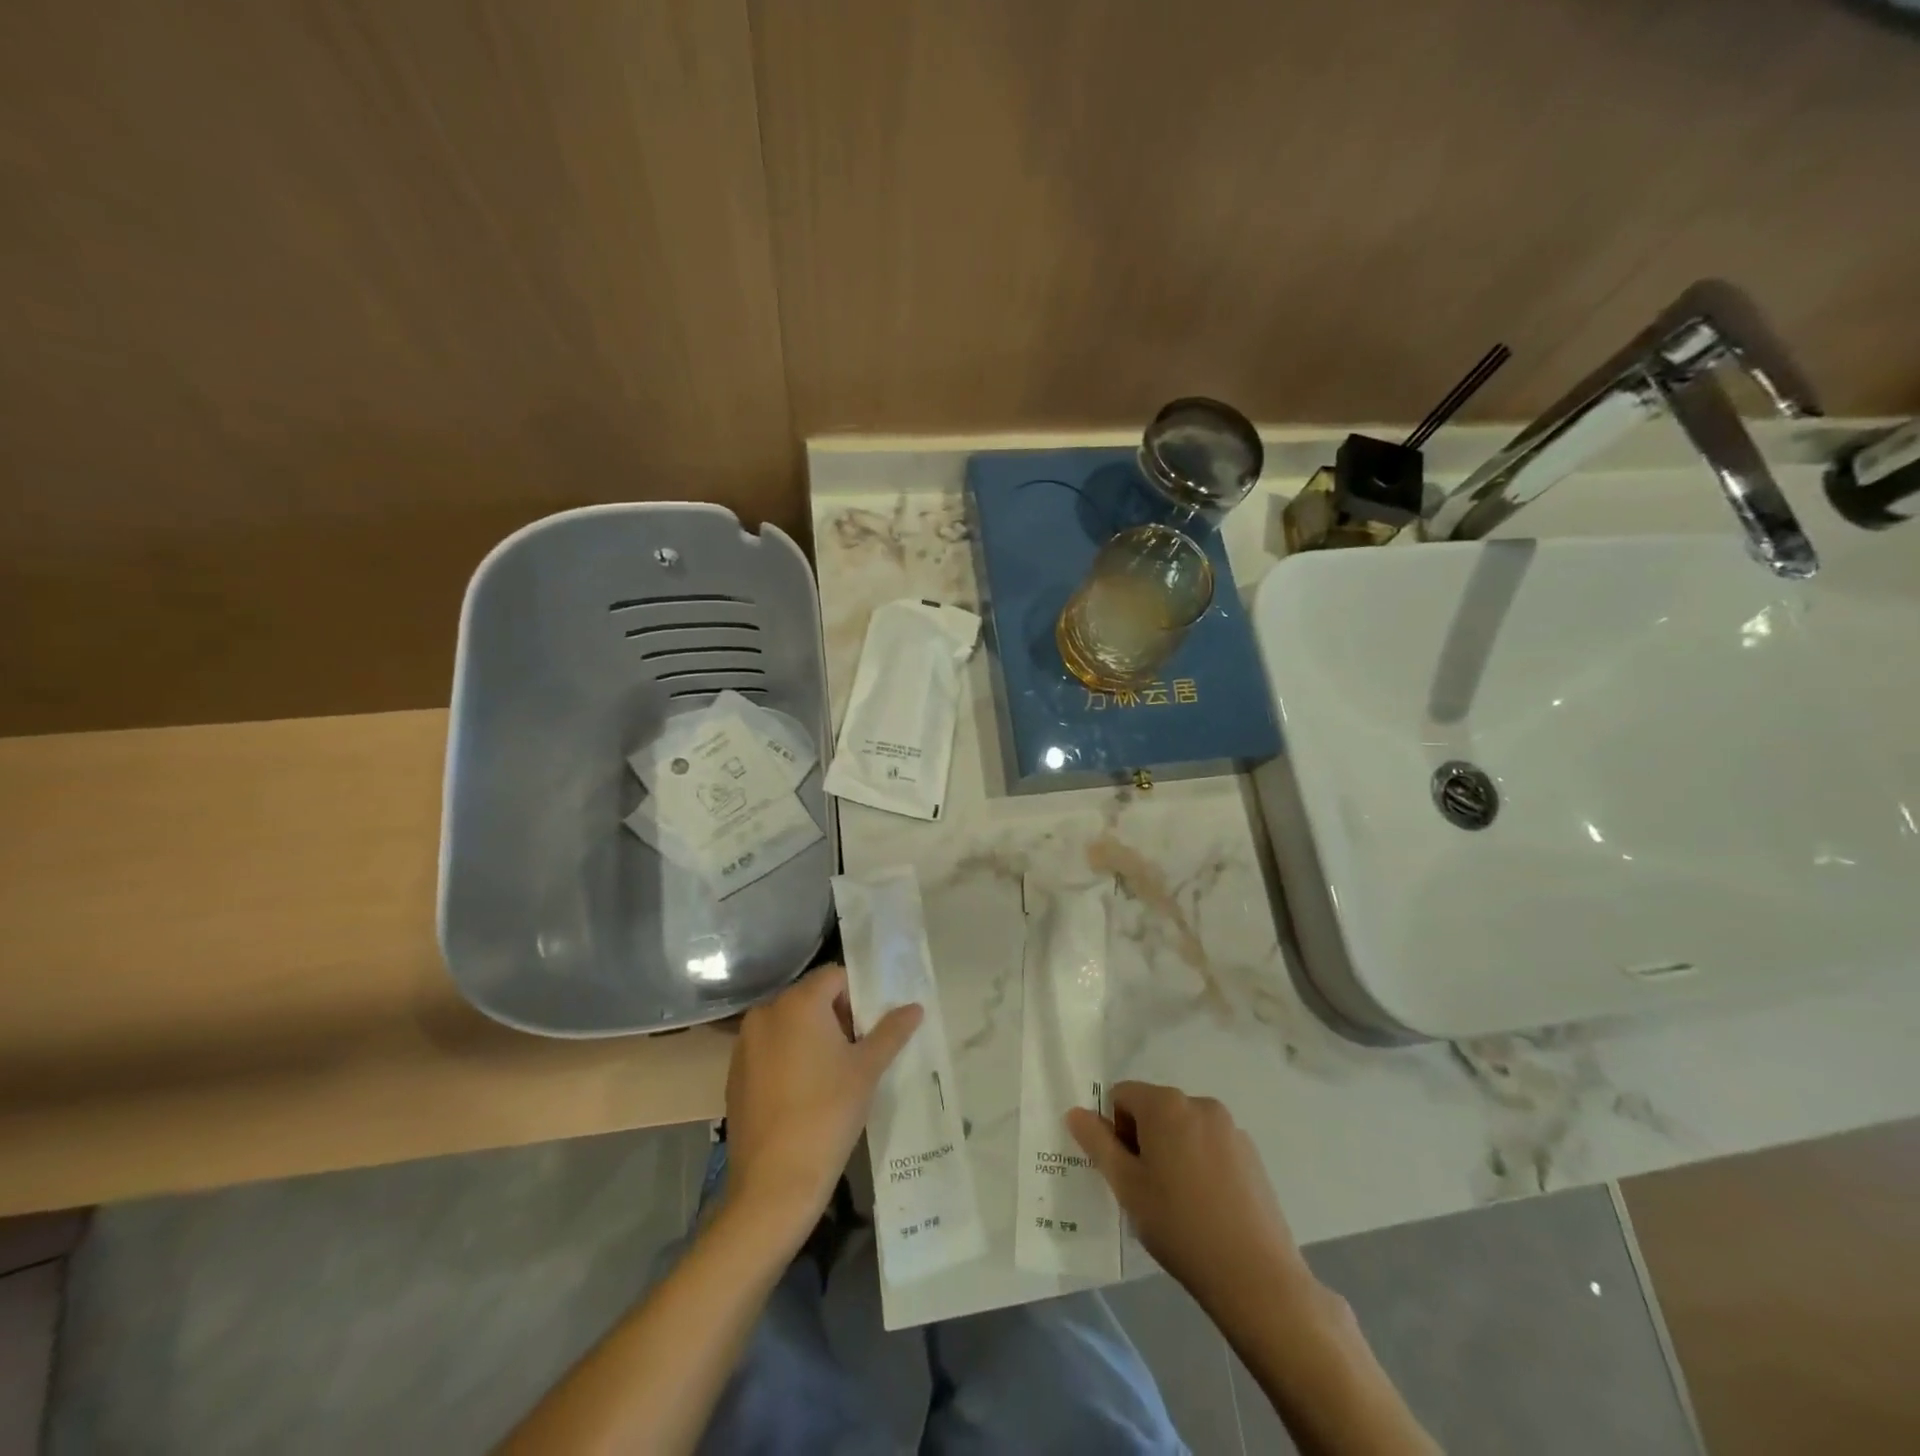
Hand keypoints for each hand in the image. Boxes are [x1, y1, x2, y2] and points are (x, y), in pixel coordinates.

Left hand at [721, 964, 921, 1250]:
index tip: (871, 1029)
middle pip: (811, 998)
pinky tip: (804, 1093)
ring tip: (833, 1074)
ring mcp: (745, 1043)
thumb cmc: (828, 1114)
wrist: (774, 1183)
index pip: (835, 976)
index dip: (858, 996)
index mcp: (799, 1003)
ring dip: (812, 1037)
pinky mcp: (735, 1073)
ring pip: (789, 1024)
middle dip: (837, 1017)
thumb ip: (892, 1032)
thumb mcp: (867, 1070)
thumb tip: (915, 1007)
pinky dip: (789, 1057)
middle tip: (858, 1052)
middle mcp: (766, 1012)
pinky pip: (770, 1049)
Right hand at [1068, 1081, 1313, 1314]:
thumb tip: (1075, 1112)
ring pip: (1183, 1127)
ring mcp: (1230, 1127)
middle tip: (1147, 1190)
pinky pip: (1211, 1144)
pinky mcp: (1252, 1153)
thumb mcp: (1126, 1186)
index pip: (1121, 1095)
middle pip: (1154, 1108)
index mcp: (1165, 1104)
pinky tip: (1208, 1207)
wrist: (1256, 1276)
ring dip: (1172, 1151)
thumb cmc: (1179, 1226)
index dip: (1114, 1130)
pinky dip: (1200, 1162)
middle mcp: (1199, 1103)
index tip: (1125, 1172)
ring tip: (1179, 1203)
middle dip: (1143, 1139)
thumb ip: (1097, 1143)